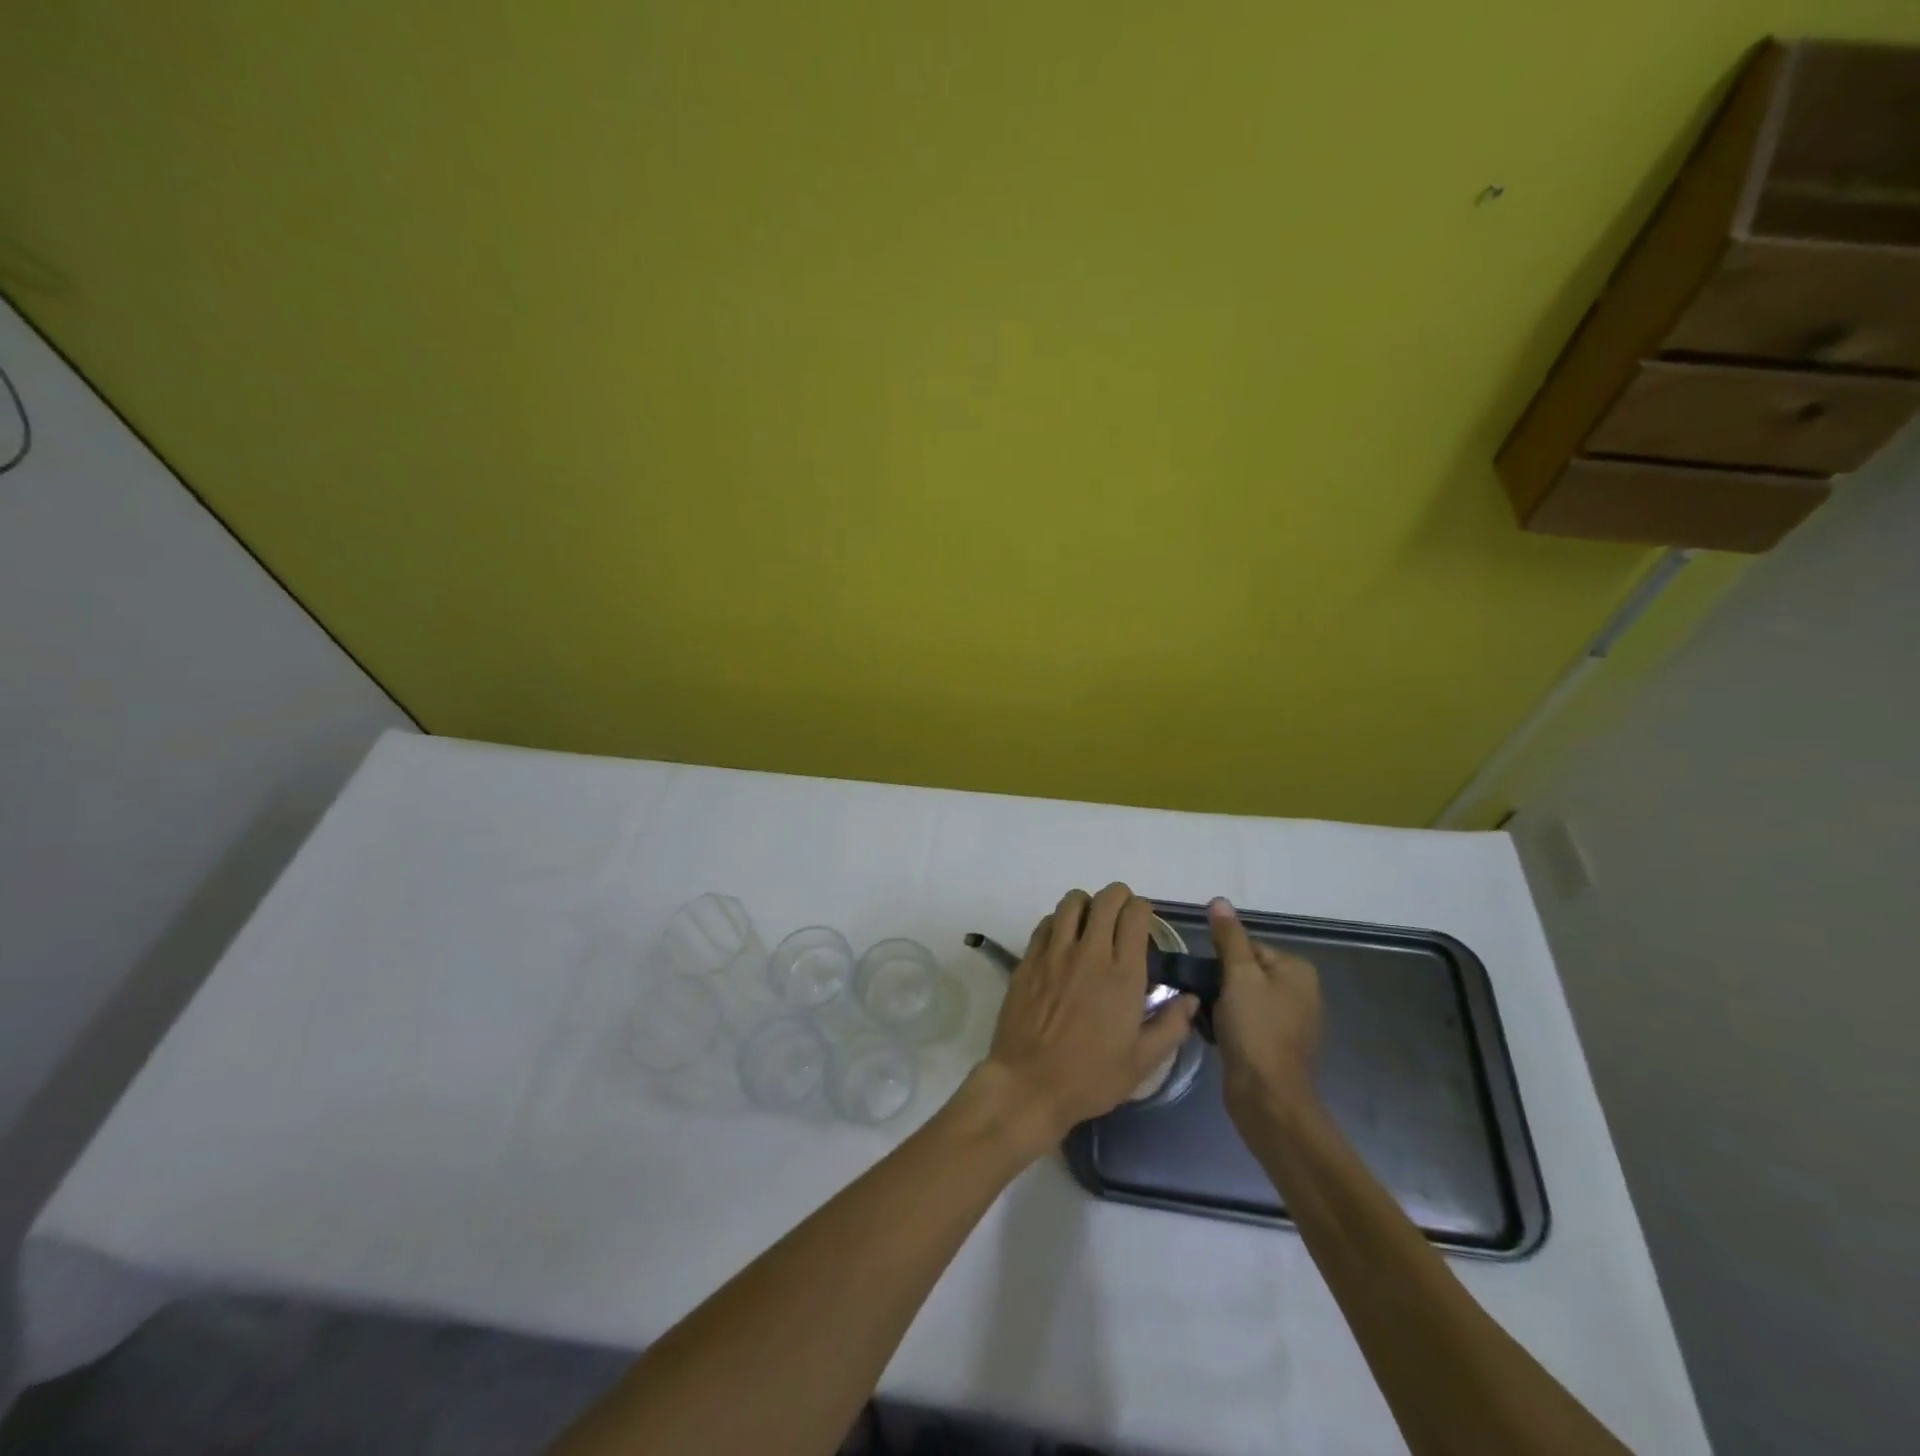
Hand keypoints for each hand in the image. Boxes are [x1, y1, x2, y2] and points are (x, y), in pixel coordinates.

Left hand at [979, 884, 1196, 1149]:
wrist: (1028, 1084)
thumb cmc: (1090, 1077)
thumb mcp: (1142, 1063)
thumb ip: (1171, 1026)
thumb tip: (1191, 998)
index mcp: (1123, 975)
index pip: (1135, 915)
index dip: (1143, 911)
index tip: (1144, 924)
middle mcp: (1089, 953)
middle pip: (1106, 899)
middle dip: (1118, 898)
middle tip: (1121, 916)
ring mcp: (1054, 953)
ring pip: (1072, 902)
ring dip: (1087, 904)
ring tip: (1091, 923)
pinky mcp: (1029, 959)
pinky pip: (1046, 922)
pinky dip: (1059, 922)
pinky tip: (1063, 941)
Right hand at [1207, 897, 1323, 1127]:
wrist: (1266, 1095)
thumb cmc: (1255, 1028)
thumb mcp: (1238, 975)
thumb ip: (1228, 937)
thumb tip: (1219, 901)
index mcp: (1298, 971)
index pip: (1248, 947)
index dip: (1222, 960)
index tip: (1207, 978)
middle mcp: (1301, 992)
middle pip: (1245, 972)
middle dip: (1220, 983)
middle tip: (1202, 997)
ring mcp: (1290, 1022)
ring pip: (1242, 997)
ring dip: (1220, 1003)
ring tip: (1204, 1015)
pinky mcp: (1276, 1045)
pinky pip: (1245, 1021)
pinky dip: (1228, 1023)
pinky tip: (1213, 1033)